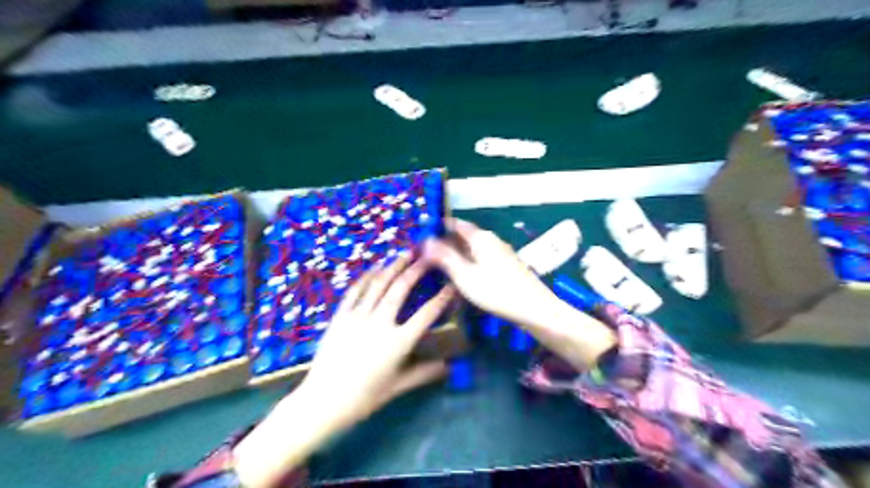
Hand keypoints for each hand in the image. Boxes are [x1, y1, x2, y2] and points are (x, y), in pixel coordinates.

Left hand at [303, 254, 456, 427]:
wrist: (323, 401)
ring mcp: (357, 317)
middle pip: (401, 289)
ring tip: (405, 253)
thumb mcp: (397, 387)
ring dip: (393, 266)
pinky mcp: (340, 316)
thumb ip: (424, 373)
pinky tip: (376, 267)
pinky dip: (367, 276)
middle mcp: (380, 323)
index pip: (426, 314)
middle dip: (416, 270)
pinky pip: (355, 291)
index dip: (441, 299)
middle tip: (427, 257)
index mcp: (398, 342)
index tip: (450, 286)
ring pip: (379, 284)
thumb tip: (449, 367)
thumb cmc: (364, 398)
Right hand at [422, 218, 557, 326]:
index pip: (454, 223)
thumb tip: (425, 240)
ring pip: (471, 249)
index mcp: (480, 237)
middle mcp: (491, 240)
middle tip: (425, 256)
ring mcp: (500, 253)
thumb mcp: (465, 275)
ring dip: (455, 255)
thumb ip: (445, 257)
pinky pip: (480, 259)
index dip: (437, 228)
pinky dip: (467, 264)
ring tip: (438, 268)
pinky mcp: (505, 266)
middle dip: (444, 244)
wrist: (534, 309)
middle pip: (463, 236)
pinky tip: (460, 278)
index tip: (420, 238)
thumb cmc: (497, 291)